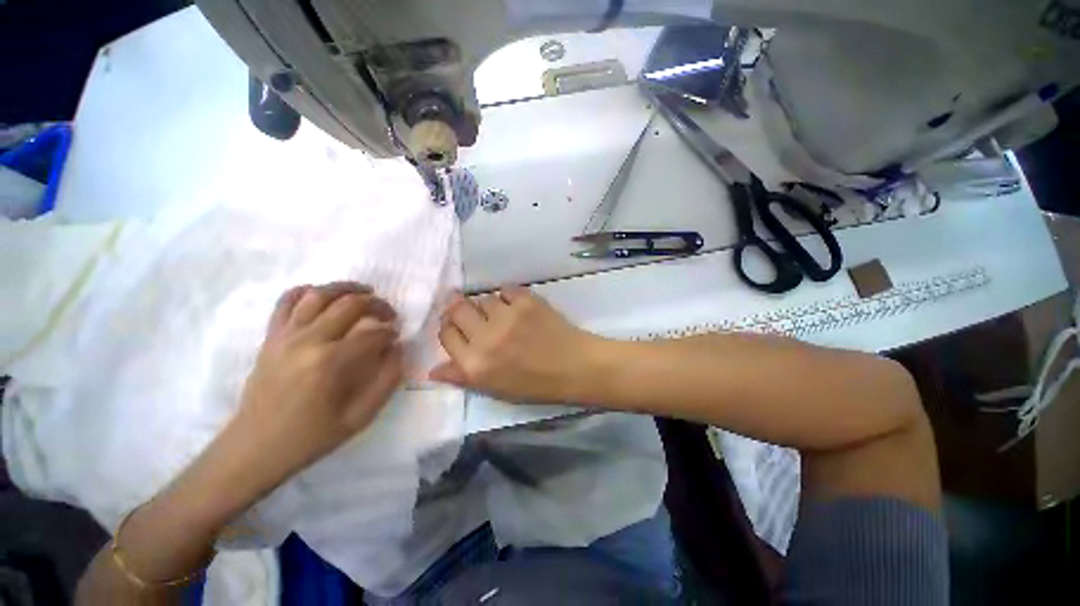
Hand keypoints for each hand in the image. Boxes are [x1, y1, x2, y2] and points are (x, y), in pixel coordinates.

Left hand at [232, 282, 404, 481]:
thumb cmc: (312, 435)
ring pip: (319, 294)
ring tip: (364, 292)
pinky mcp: (271, 337)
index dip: (391, 332)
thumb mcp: (361, 416)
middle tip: (389, 314)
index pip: (373, 333)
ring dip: (346, 288)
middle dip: (377, 304)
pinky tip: (321, 294)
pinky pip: (286, 302)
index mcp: (331, 362)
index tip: (396, 338)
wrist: (255, 447)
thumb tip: (397, 348)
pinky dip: (305, 291)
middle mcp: (308, 340)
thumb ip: (387, 379)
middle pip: (350, 304)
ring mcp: (285, 335)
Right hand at [429, 286, 599, 402]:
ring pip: (483, 299)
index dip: (450, 328)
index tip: (457, 326)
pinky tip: (518, 307)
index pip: (446, 335)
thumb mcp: (495, 389)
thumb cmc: (535, 384)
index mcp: (475, 365)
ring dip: (489, 306)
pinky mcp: (526, 301)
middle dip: (460, 309)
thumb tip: (432, 369)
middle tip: (471, 313)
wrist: (574, 366)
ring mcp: (507, 316)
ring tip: (503, 316)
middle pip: (457, 310)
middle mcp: (486, 338)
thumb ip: (462, 376)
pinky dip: (509, 296)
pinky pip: (505, 289)